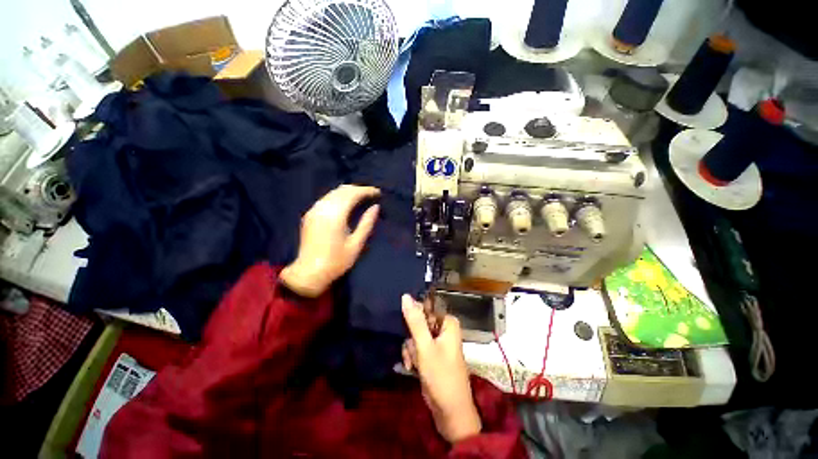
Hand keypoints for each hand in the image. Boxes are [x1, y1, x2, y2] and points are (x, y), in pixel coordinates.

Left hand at [280, 185, 379, 297]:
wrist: (309, 273)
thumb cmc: (337, 261)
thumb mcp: (356, 244)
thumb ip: (367, 223)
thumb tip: (376, 207)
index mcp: (335, 215)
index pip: (353, 194)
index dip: (366, 191)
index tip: (378, 192)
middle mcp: (323, 208)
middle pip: (342, 190)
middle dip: (358, 189)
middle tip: (372, 194)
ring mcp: (314, 210)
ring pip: (333, 193)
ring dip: (348, 192)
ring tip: (362, 197)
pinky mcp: (309, 215)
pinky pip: (326, 198)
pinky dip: (339, 197)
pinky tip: (346, 203)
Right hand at [402, 295, 481, 443]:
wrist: (450, 411)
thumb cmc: (441, 376)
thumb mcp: (425, 347)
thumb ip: (415, 321)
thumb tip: (405, 296)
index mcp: (447, 322)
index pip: (425, 308)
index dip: (414, 317)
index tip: (408, 330)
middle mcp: (443, 329)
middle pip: (419, 322)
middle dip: (412, 339)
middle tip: (413, 352)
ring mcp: (438, 341)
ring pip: (415, 335)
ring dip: (411, 350)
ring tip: (413, 364)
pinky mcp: (432, 353)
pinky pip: (417, 346)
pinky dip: (413, 356)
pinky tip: (412, 368)